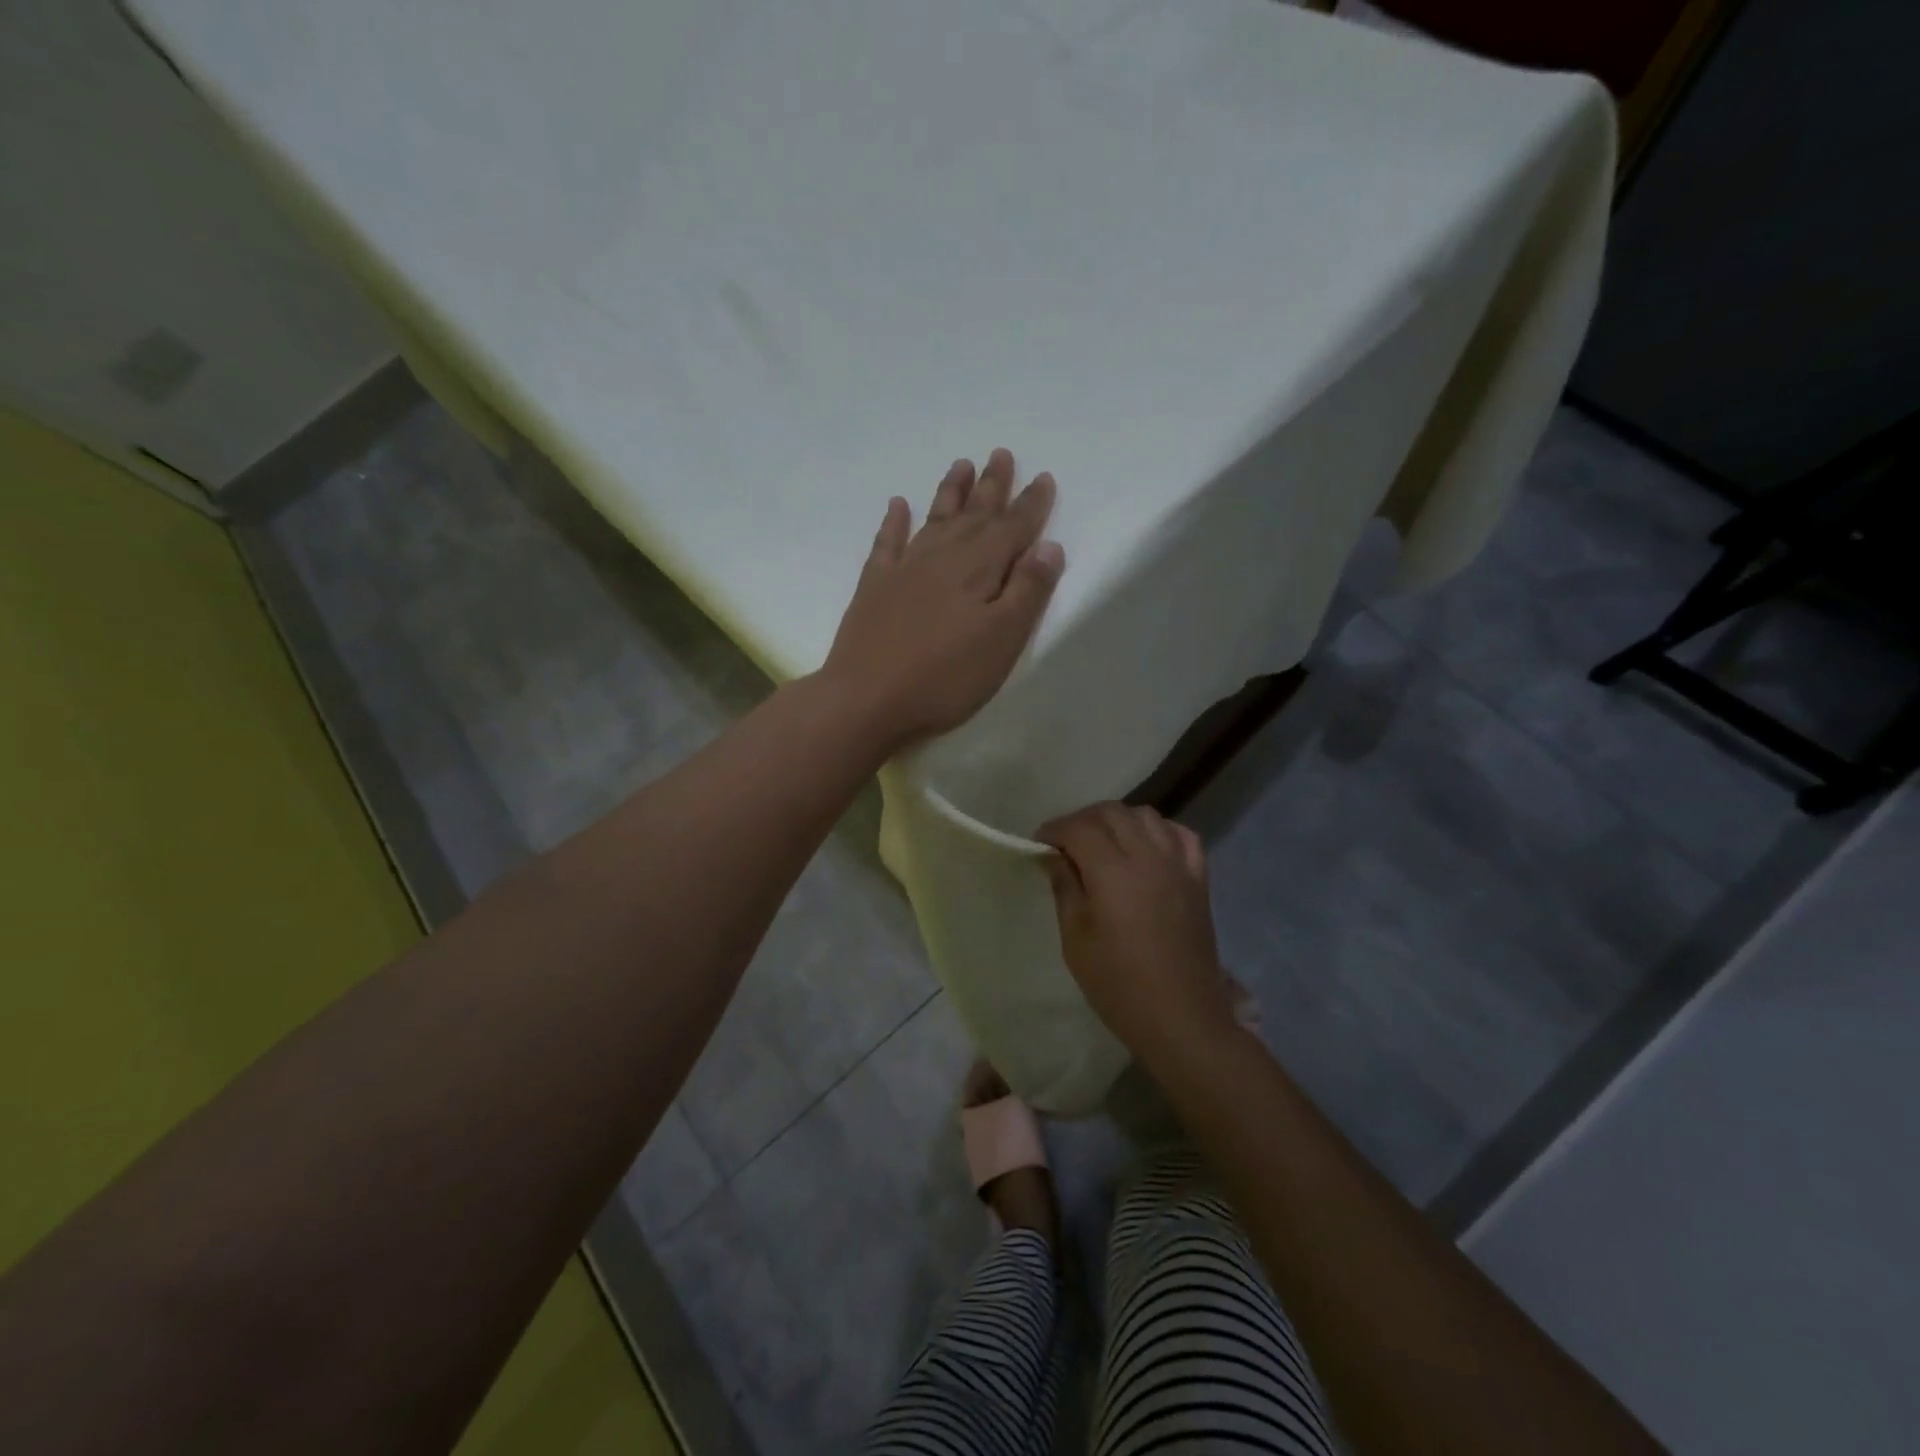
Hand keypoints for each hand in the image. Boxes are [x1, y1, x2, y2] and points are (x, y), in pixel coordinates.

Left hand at [820, 449, 1063, 752]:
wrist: (865, 699)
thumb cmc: (944, 678)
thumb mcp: (1001, 641)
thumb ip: (1027, 591)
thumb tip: (1049, 545)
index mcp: (979, 569)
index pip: (1012, 528)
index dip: (1031, 504)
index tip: (1044, 477)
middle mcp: (942, 557)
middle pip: (974, 514)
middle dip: (992, 485)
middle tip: (1002, 453)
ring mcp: (904, 569)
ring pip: (934, 519)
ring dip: (950, 492)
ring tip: (961, 464)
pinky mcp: (874, 587)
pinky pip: (887, 543)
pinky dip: (893, 522)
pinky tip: (897, 505)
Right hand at [1038, 803, 1234, 1062]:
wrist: (1182, 1018)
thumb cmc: (1119, 984)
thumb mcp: (1076, 939)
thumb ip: (1065, 888)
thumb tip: (1056, 856)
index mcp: (1113, 872)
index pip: (1079, 827)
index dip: (1054, 829)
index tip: (1039, 844)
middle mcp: (1148, 856)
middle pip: (1112, 812)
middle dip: (1082, 820)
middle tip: (1065, 843)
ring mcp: (1179, 864)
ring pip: (1146, 815)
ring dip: (1118, 820)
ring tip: (1103, 843)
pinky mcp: (1199, 879)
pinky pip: (1180, 835)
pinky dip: (1158, 830)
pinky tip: (1146, 847)